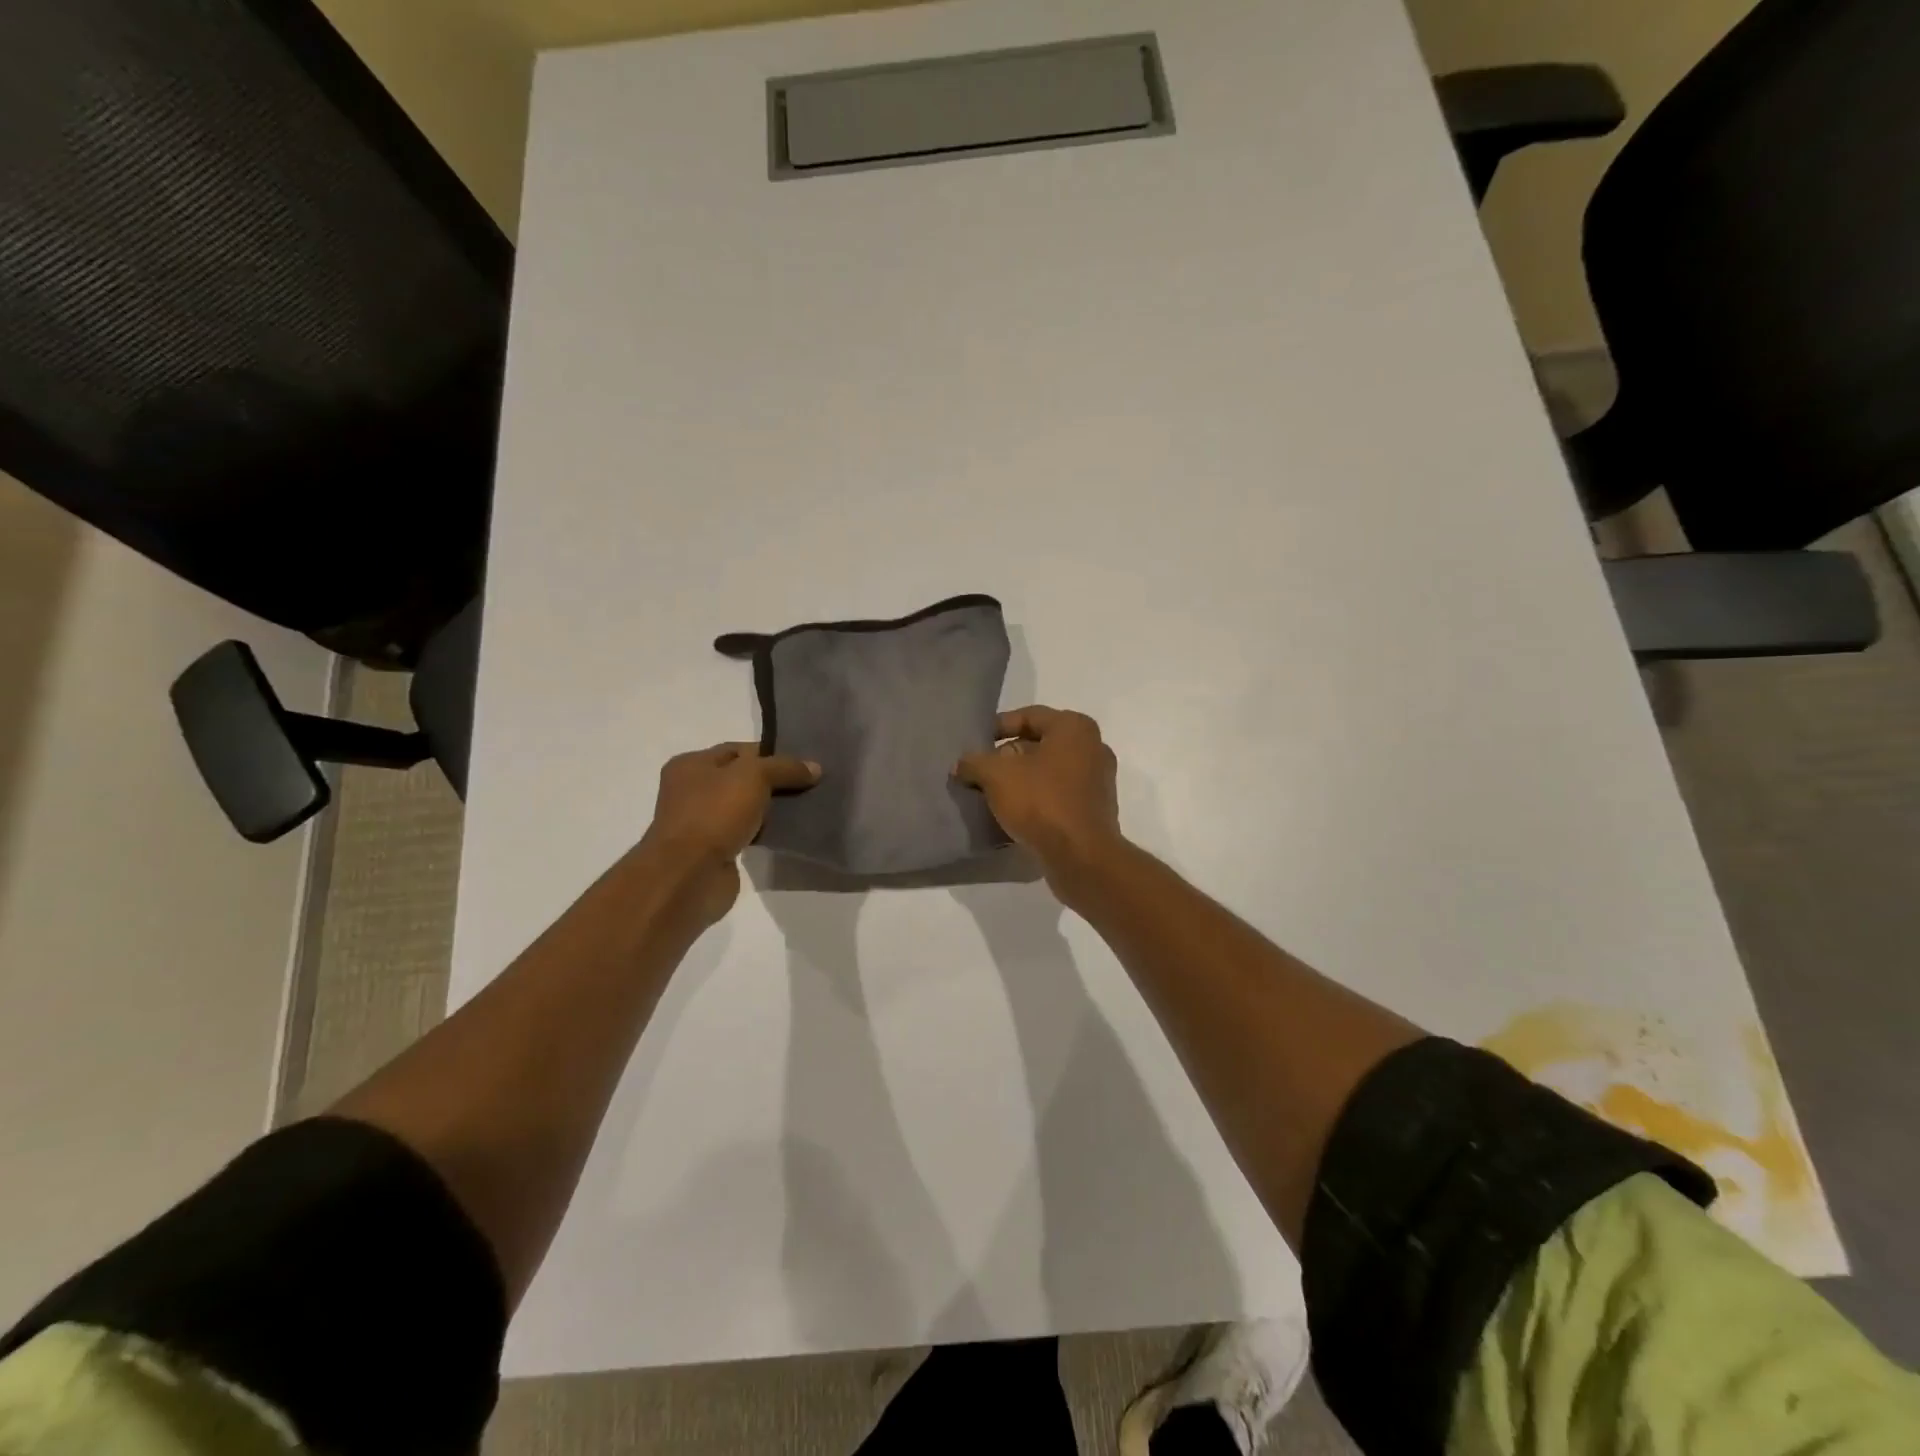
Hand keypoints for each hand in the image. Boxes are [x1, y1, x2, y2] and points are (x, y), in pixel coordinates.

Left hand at [642, 743, 819, 922]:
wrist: (690, 875)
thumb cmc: (715, 813)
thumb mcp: (754, 776)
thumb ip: (785, 767)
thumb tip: (815, 767)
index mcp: (690, 764)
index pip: (737, 750)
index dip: (770, 754)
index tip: (802, 762)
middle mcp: (690, 791)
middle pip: (741, 778)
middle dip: (773, 782)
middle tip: (809, 784)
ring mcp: (700, 822)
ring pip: (745, 807)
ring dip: (770, 809)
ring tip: (804, 807)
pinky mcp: (713, 850)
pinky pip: (745, 832)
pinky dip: (764, 832)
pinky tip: (787, 832)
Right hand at [955, 707, 1125, 886]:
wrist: (1081, 856)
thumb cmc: (1041, 802)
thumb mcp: (996, 775)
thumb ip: (974, 762)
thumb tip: (962, 765)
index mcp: (1075, 727)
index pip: (1028, 716)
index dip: (997, 727)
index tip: (975, 743)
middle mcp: (1093, 747)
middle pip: (1039, 744)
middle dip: (1007, 757)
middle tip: (981, 771)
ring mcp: (1098, 780)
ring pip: (1049, 771)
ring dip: (1021, 780)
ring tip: (992, 794)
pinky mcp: (1095, 809)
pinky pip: (1059, 794)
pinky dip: (1037, 798)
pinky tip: (1014, 813)